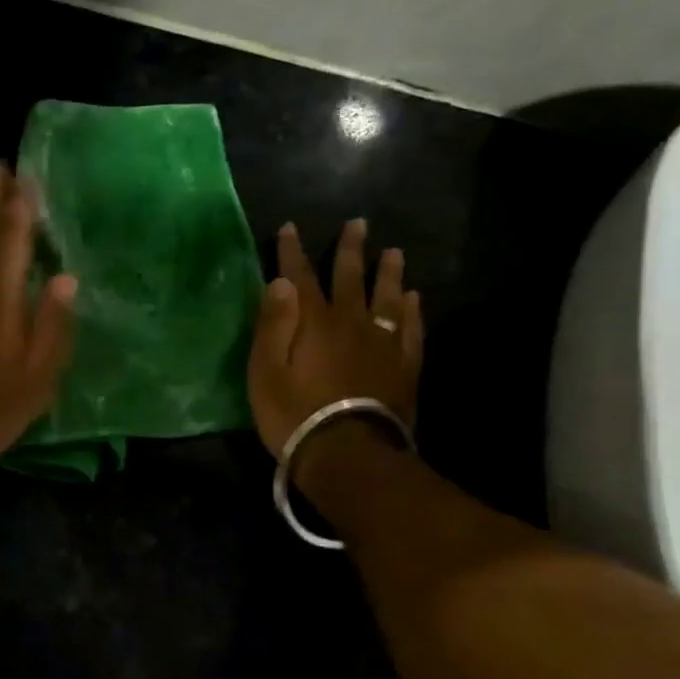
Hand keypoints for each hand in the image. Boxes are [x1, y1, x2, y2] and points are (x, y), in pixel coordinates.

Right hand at [247, 218, 423, 458]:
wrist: (348, 454)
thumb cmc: (294, 414)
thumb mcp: (265, 371)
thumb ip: (273, 324)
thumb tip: (281, 281)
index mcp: (314, 322)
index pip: (300, 277)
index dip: (293, 251)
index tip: (290, 227)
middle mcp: (351, 323)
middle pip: (351, 278)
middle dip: (350, 250)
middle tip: (358, 224)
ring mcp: (382, 344)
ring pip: (387, 298)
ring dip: (388, 273)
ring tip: (394, 252)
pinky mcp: (403, 367)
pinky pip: (410, 329)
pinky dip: (411, 311)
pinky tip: (413, 299)